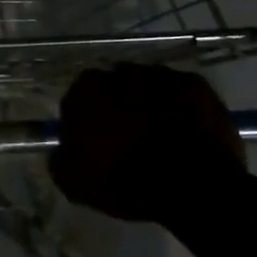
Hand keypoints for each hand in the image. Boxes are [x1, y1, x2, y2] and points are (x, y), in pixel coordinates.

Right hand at [53, 63, 246, 224]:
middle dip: (118, 108)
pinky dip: (180, 108)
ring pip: (147, 88)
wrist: (194, 184)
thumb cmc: (127, 181)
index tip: (94, 145)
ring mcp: (161, 75)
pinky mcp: (196, 84)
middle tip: (128, 139)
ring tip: (160, 137)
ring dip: (149, 105)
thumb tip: (61, 151)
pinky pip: (180, 94)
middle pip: (113, 89)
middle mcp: (121, 72)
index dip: (84, 123)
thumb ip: (60, 160)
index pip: (76, 101)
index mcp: (86, 90)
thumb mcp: (76, 184)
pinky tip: (185, 132)